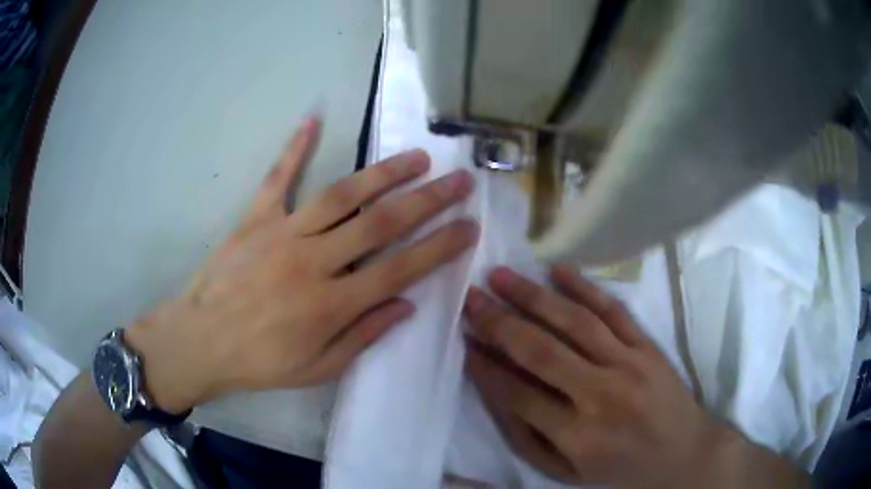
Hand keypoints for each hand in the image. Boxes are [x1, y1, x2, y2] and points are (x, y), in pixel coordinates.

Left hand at [125, 115, 478, 413]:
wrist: (200, 341)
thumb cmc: (259, 362)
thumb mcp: (317, 369)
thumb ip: (363, 337)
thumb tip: (407, 306)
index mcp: (332, 305)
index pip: (401, 270)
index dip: (441, 247)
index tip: (470, 226)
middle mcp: (314, 262)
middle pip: (382, 224)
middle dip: (429, 200)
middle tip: (460, 180)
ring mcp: (282, 233)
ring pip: (343, 195)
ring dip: (384, 173)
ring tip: (418, 156)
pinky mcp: (255, 218)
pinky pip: (277, 177)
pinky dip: (295, 147)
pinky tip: (313, 118)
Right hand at [462, 265, 786, 487]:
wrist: (682, 454)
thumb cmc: (620, 469)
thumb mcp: (566, 471)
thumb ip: (528, 437)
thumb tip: (495, 392)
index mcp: (577, 435)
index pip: (517, 392)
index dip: (485, 364)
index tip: (462, 338)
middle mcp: (601, 395)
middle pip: (541, 351)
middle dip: (499, 322)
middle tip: (471, 297)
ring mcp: (629, 364)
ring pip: (575, 322)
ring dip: (533, 296)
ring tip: (501, 275)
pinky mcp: (648, 346)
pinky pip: (614, 310)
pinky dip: (585, 287)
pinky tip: (557, 270)